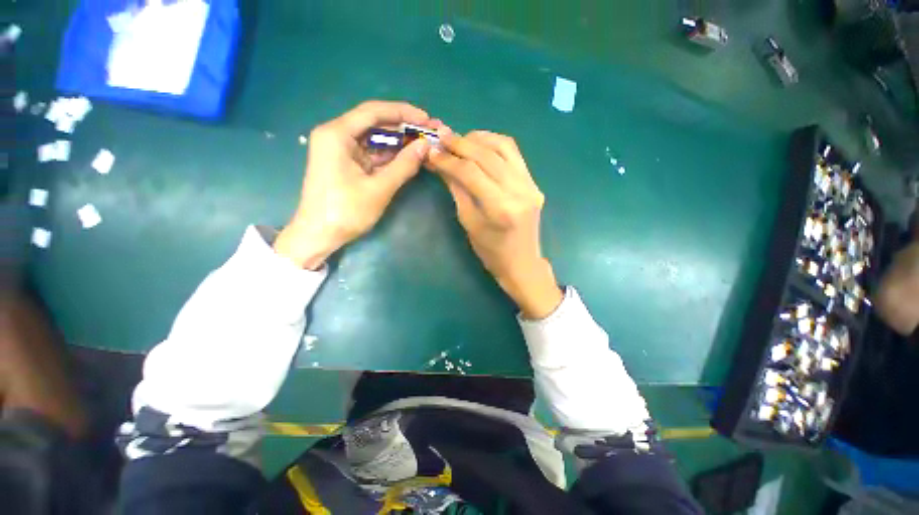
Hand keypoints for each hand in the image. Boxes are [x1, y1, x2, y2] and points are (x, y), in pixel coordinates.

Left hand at [274, 101, 434, 268]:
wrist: (319, 235)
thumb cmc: (346, 212)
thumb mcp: (379, 188)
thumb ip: (404, 165)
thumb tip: (426, 146)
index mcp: (337, 134)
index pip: (373, 112)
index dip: (403, 113)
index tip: (426, 119)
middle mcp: (336, 135)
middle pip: (374, 123)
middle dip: (403, 128)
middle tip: (429, 132)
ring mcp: (341, 150)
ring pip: (374, 139)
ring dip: (399, 143)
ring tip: (424, 144)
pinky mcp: (346, 164)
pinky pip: (371, 154)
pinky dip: (390, 156)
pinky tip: (408, 157)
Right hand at [427, 129, 563, 318]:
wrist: (522, 262)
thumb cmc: (491, 251)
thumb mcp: (469, 222)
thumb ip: (457, 190)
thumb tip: (441, 163)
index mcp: (500, 208)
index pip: (471, 173)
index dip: (449, 160)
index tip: (432, 151)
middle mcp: (519, 191)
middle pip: (487, 156)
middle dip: (461, 143)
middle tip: (442, 138)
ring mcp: (530, 185)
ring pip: (504, 147)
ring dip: (480, 138)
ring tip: (460, 139)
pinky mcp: (534, 183)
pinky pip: (514, 154)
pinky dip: (495, 144)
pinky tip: (480, 145)